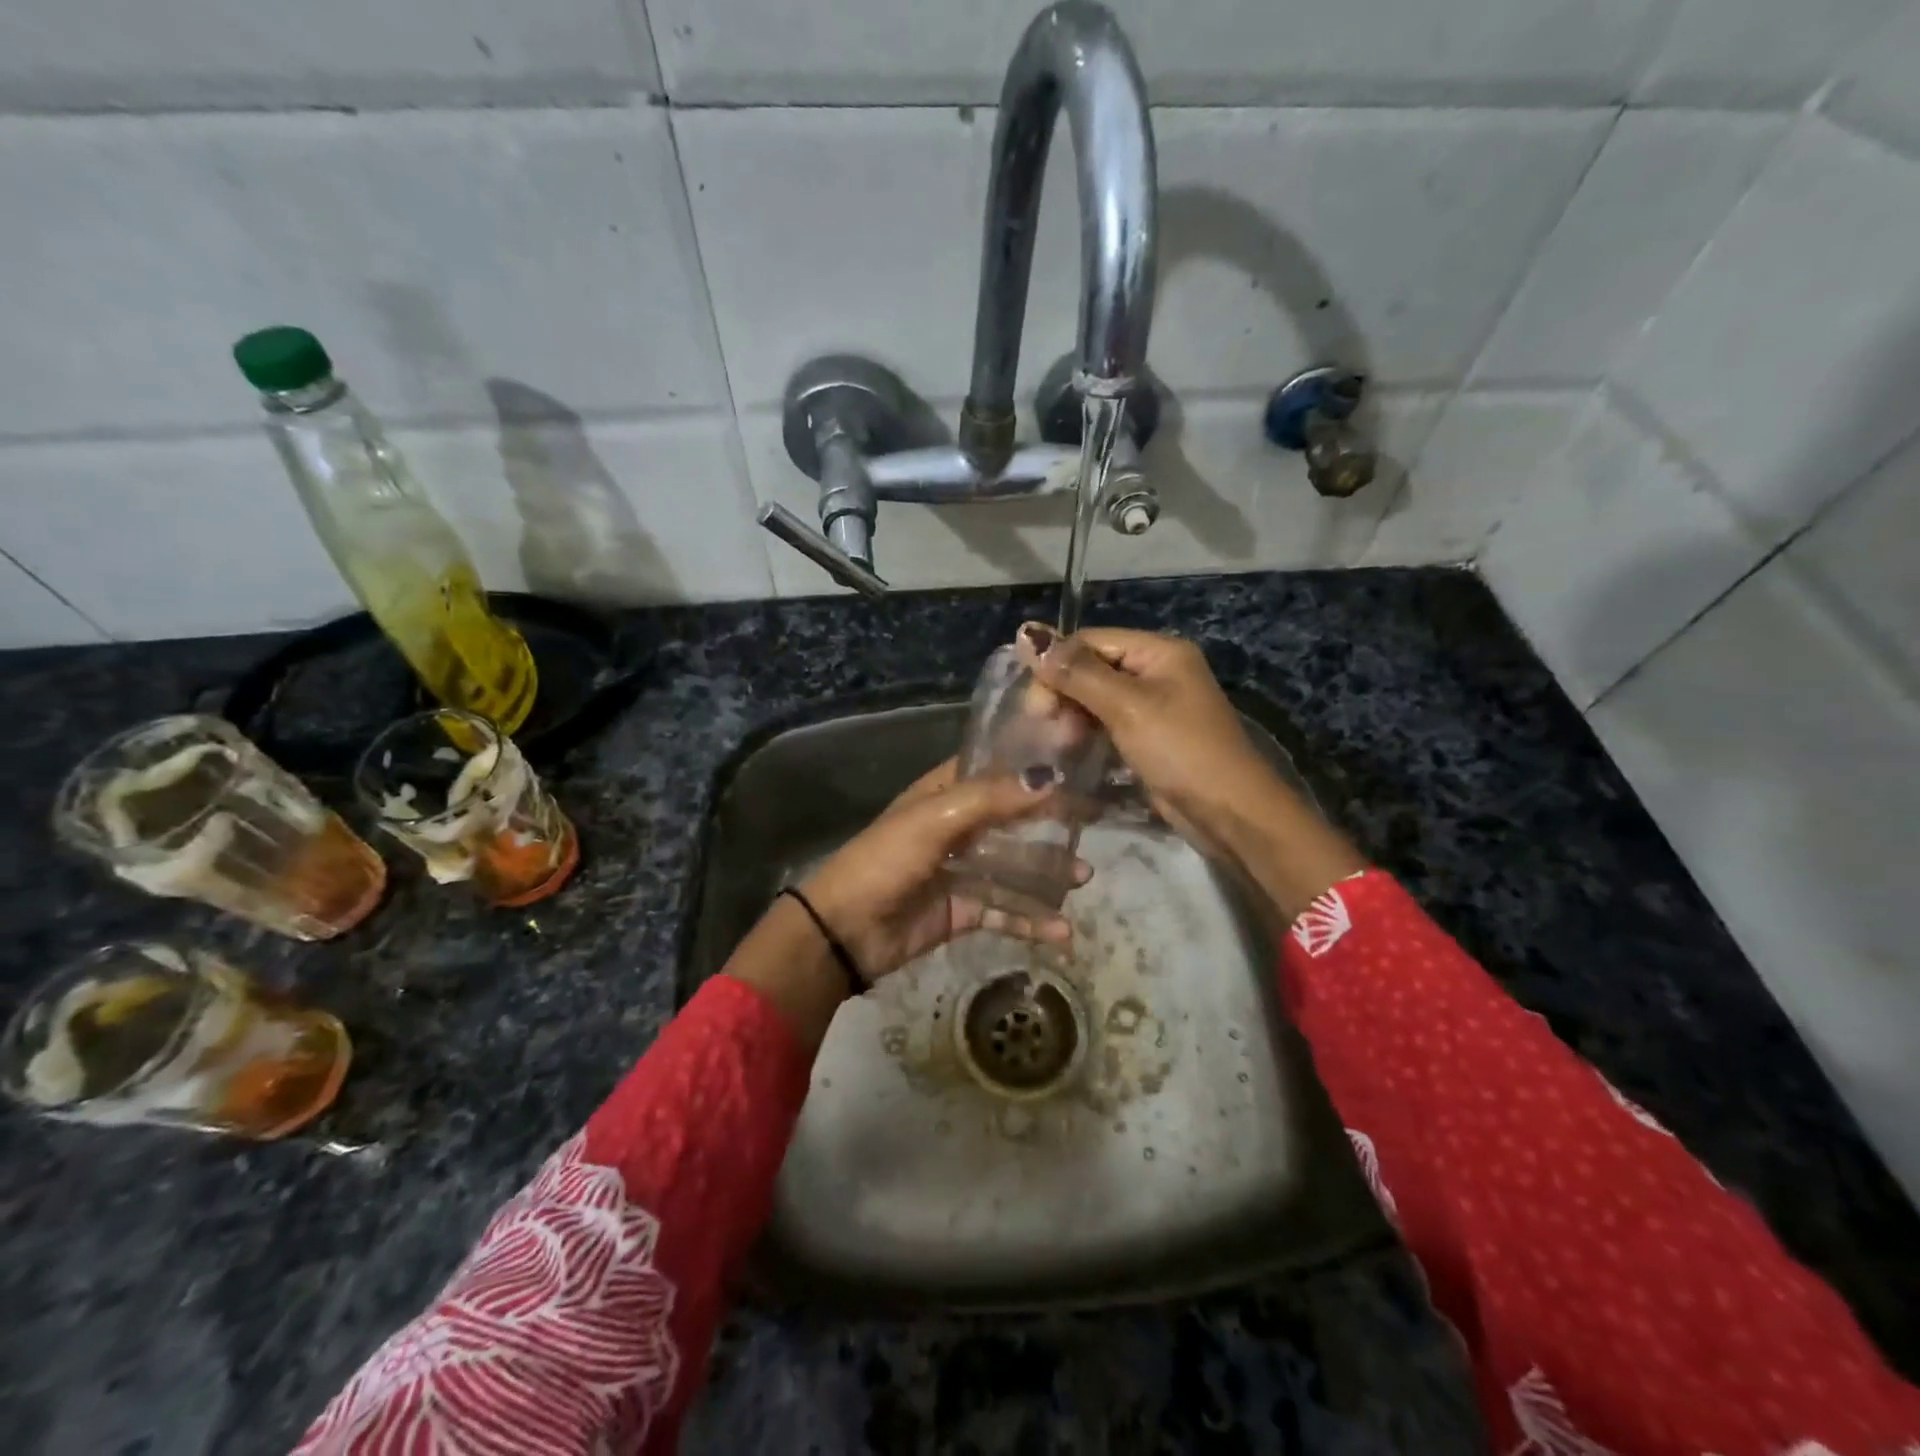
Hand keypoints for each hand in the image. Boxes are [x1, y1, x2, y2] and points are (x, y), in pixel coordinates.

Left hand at [800, 759, 1089, 981]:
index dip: (1034, 767)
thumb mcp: (934, 819)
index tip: (1080, 765)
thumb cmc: (886, 860)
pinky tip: (1061, 932)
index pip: (997, 771)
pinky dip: (1032, 921)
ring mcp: (963, 870)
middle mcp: (958, 826)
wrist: (844, 931)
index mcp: (945, 793)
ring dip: (1048, 873)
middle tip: (1094, 825)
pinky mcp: (964, 910)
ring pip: (1015, 866)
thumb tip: (1050, 778)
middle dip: (1051, 823)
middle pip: (1014, 819)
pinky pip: (1006, 910)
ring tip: (1083, 878)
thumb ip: (991, 799)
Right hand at [1016, 624, 1269, 847]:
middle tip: (1045, 729)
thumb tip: (1025, 632)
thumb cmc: (1181, 750)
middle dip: (1064, 695)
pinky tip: (1072, 754)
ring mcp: (1155, 707)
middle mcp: (1157, 672)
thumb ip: (1076, 672)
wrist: (1230, 813)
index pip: (1090, 641)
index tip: (1034, 706)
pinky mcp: (1150, 738)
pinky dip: (1087, 736)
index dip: (1056, 666)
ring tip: (1060, 747)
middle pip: (1092, 669)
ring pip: (1096, 700)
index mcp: (1159, 651)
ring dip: (1073, 719)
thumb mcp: (1127, 706)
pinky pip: (1108, 725)